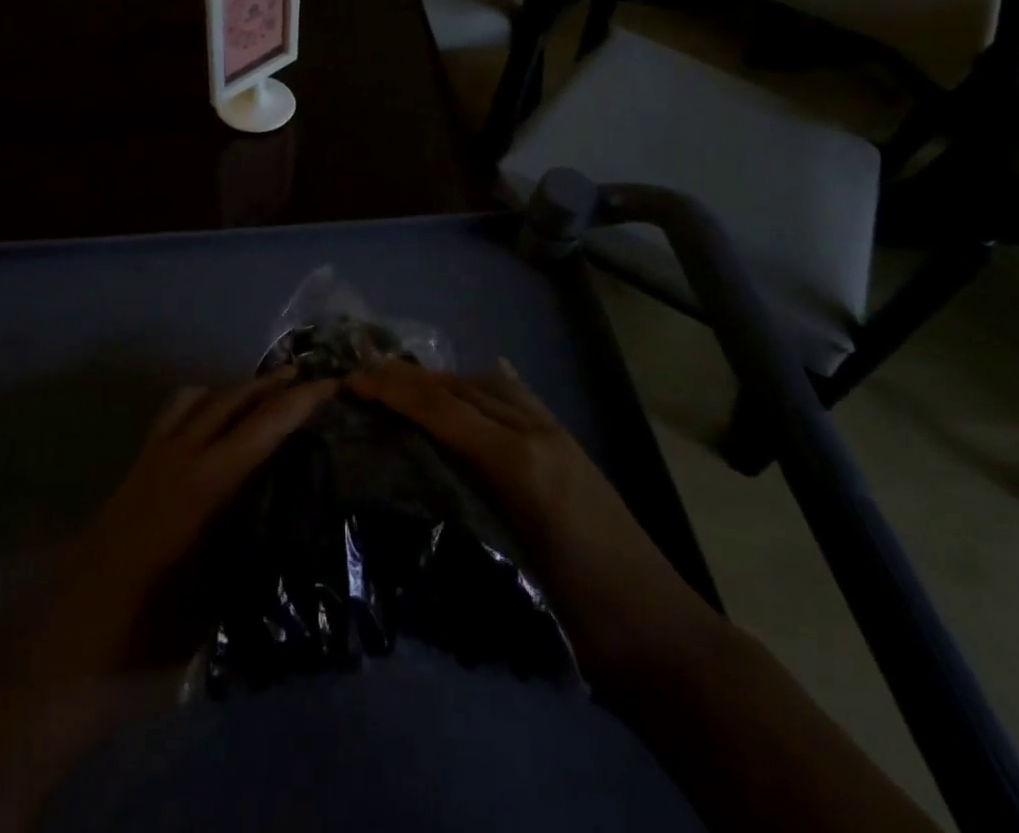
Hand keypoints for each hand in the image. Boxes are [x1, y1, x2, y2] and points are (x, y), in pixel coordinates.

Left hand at [31, 367, 337, 677]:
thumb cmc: (150, 632)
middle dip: (272, 384)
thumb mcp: (218, 596)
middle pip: (233, 400)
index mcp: (207, 486)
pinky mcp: (133, 469)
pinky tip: (210, 419)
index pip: (265, 427)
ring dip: (236, 389)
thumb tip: (284, 517)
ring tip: (263, 390)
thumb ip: (251, 544)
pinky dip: (200, 403)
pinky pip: (172, 415)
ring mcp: (152, 458)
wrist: (66, 648)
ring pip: (200, 398)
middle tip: (306, 377)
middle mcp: (180, 457)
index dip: (301, 402)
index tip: (332, 385)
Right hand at [344, 357, 720, 684]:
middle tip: (364, 380)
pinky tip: (467, 391)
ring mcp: (557, 435)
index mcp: (518, 463)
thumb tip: (399, 485)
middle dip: (408, 378)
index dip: (393, 389)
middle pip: (461, 387)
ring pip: (488, 385)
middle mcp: (536, 433)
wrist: (667, 640)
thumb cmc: (582, 624)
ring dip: (442, 381)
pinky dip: (481, 387)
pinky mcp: (569, 446)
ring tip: (403, 390)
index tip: (350, 382)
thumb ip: (457, 517)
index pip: (443, 408)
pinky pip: (516, 397)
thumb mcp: (507, 578)